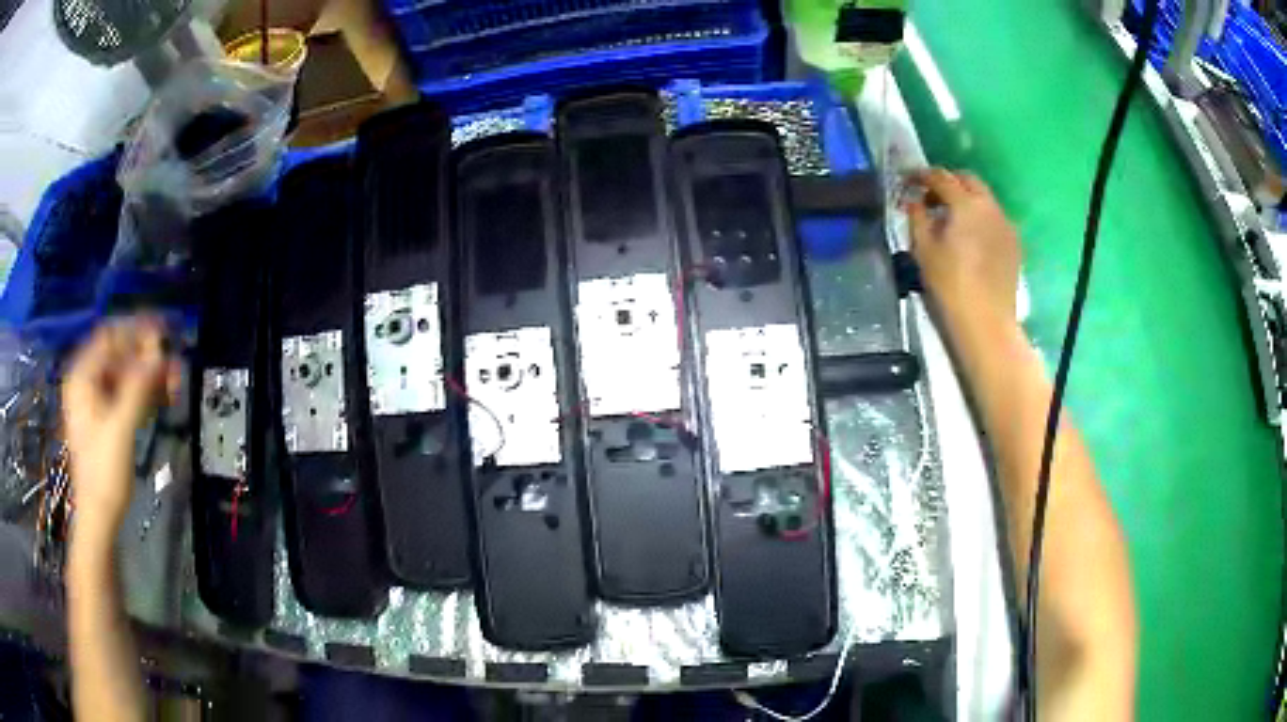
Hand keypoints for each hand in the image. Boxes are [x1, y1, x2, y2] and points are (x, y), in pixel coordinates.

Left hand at [62, 316, 179, 530]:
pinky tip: (160, 398)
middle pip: (118, 355)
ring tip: (172, 383)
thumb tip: (160, 353)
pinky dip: (142, 392)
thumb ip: (139, 386)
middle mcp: (85, 381)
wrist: (99, 518)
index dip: (136, 330)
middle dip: (146, 357)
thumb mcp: (121, 428)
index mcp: (82, 376)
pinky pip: (124, 394)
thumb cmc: (103, 472)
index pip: (110, 336)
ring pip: (124, 375)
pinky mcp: (104, 419)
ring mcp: (94, 401)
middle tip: (173, 365)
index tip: (164, 332)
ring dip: (147, 376)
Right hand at [906, 168, 1020, 333]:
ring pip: (984, 199)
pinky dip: (980, 218)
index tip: (907, 179)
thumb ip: (917, 217)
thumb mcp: (923, 249)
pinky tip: (971, 238)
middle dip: (948, 181)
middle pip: (968, 180)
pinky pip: (994, 218)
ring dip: (966, 200)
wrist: (986, 321)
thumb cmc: (950, 284)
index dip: (921, 175)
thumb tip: (912, 200)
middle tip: (930, 196)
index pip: (941, 177)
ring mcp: (1006, 224)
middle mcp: (990, 206)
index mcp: (966, 204)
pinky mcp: (1014, 243)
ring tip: (951, 219)